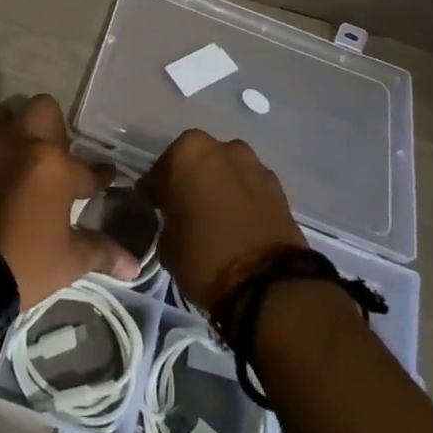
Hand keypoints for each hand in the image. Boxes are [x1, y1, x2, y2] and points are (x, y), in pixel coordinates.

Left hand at [0, 95, 138, 308]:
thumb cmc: (19, 264)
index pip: (88, 166)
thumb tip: (134, 265)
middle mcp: (19, 140)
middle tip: (49, 156)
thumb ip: (101, 252)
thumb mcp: (68, 262)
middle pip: (42, 108)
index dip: (99, 175)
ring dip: (8, 128)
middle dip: (50, 126)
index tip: (104, 178)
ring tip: (9, 154)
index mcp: (54, 163)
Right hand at [136, 129, 305, 309]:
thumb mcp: (167, 243)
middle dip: (190, 180)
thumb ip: (169, 218)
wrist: (268, 283)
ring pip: (227, 171)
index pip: (160, 170)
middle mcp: (222, 148)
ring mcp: (254, 165)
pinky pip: (249, 188)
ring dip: (220, 187)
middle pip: (198, 161)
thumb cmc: (204, 257)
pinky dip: (242, 199)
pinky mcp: (278, 188)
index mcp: (187, 153)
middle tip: (185, 208)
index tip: (154, 207)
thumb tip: (176, 218)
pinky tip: (238, 223)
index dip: (155, 191)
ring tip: (216, 216)